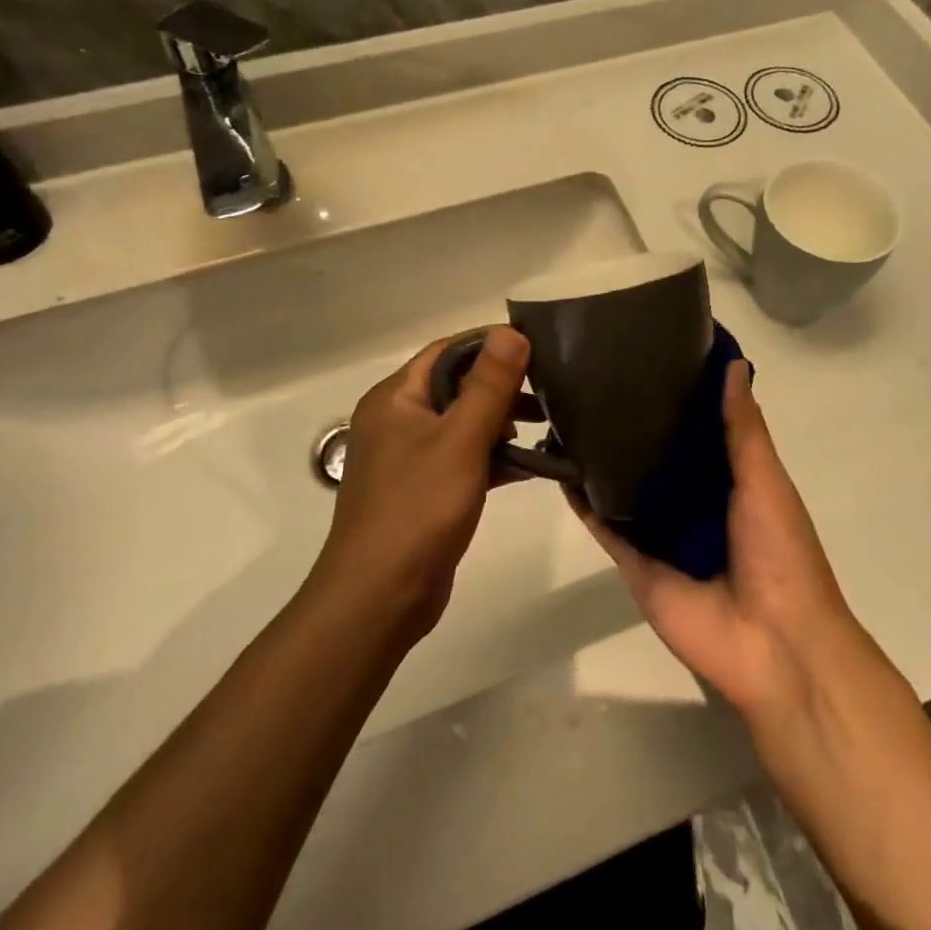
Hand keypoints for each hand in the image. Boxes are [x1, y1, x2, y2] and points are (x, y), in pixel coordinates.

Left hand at [310, 328, 532, 641]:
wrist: (379, 598)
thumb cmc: (417, 510)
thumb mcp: (460, 441)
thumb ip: (489, 386)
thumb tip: (511, 331)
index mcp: (395, 398)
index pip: (447, 351)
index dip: (491, 344)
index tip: (538, 348)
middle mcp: (397, 420)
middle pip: (456, 385)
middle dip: (502, 386)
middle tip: (551, 388)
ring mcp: (409, 458)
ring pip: (462, 424)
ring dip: (502, 422)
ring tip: (549, 423)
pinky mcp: (424, 490)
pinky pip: (463, 458)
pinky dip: (493, 457)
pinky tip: (532, 464)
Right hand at [575, 362, 863, 724]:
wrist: (772, 644)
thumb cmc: (779, 553)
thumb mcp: (765, 480)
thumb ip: (743, 428)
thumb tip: (733, 363)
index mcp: (730, 479)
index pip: (697, 427)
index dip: (677, 394)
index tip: (649, 352)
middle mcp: (692, 501)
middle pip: (655, 455)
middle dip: (632, 423)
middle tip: (593, 375)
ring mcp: (661, 533)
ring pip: (624, 487)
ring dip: (600, 458)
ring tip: (566, 411)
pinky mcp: (635, 562)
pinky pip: (604, 525)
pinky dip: (582, 501)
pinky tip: (557, 466)